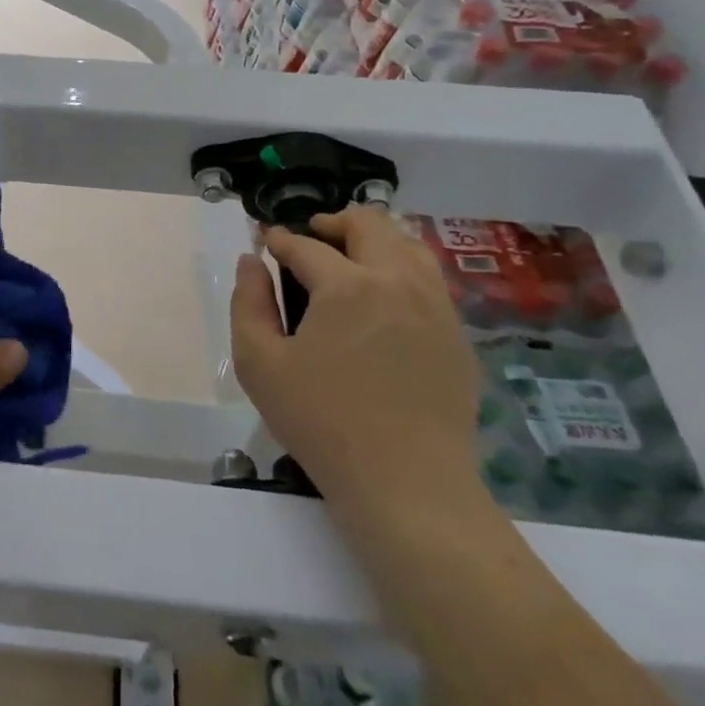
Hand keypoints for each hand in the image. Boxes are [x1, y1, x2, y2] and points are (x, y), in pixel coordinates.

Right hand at [230, 207, 485, 526]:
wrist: (407, 483)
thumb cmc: (321, 421)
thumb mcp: (259, 363)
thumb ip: (248, 303)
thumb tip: (251, 261)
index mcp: (347, 285)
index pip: (306, 246)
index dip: (279, 241)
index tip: (265, 242)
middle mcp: (398, 281)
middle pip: (369, 224)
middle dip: (333, 222)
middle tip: (310, 238)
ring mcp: (436, 306)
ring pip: (408, 244)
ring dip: (373, 240)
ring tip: (349, 260)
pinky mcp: (456, 335)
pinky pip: (429, 280)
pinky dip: (400, 270)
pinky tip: (382, 299)